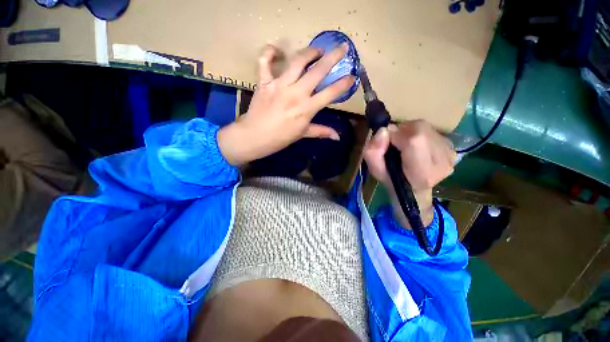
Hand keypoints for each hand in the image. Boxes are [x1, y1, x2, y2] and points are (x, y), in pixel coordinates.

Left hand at [218, 44, 354, 165]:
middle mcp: (296, 93)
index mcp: (307, 109)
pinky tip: (276, 50)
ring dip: (310, 52)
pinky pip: (265, 61)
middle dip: (333, 57)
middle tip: (342, 48)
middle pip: (318, 71)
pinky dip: (269, 52)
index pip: (330, 93)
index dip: (343, 84)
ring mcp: (279, 85)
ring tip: (317, 50)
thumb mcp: (303, 134)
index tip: (351, 76)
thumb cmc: (280, 138)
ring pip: (297, 61)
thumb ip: (321, 131)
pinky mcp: (265, 82)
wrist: (255, 137)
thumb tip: (338, 137)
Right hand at [363, 120, 456, 227]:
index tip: (388, 141)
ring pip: (425, 127)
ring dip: (410, 131)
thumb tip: (383, 131)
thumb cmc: (391, 179)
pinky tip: (415, 144)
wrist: (412, 188)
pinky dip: (419, 133)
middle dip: (402, 131)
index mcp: (421, 174)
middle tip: (394, 141)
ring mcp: (450, 156)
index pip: (414, 141)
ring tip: (403, 143)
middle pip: (420, 129)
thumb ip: (373, 152)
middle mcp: (442, 164)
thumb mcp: (374, 169)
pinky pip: (432, 130)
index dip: (396, 135)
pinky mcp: (453, 149)